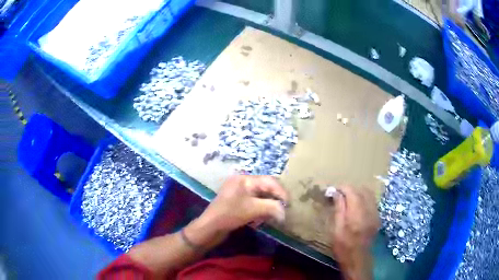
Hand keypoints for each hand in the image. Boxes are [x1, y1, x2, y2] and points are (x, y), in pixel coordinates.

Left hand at [202, 175, 287, 231]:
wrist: (210, 227)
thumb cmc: (231, 214)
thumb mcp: (254, 209)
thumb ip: (272, 207)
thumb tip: (285, 211)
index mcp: (245, 179)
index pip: (269, 181)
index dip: (281, 192)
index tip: (289, 204)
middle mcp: (242, 182)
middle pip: (265, 188)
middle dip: (274, 200)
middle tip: (282, 211)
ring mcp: (238, 192)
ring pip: (260, 197)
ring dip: (267, 207)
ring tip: (271, 217)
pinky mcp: (236, 202)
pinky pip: (253, 203)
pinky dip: (259, 210)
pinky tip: (259, 221)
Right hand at [329, 185, 379, 279]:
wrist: (358, 259)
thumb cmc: (343, 247)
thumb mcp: (336, 229)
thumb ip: (339, 209)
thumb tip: (335, 193)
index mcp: (357, 214)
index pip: (352, 191)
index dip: (342, 188)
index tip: (333, 190)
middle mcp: (369, 210)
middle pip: (361, 190)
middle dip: (350, 189)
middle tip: (339, 194)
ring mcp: (376, 213)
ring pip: (369, 194)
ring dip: (358, 192)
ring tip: (347, 198)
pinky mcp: (378, 217)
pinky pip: (372, 201)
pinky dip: (364, 199)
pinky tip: (357, 206)